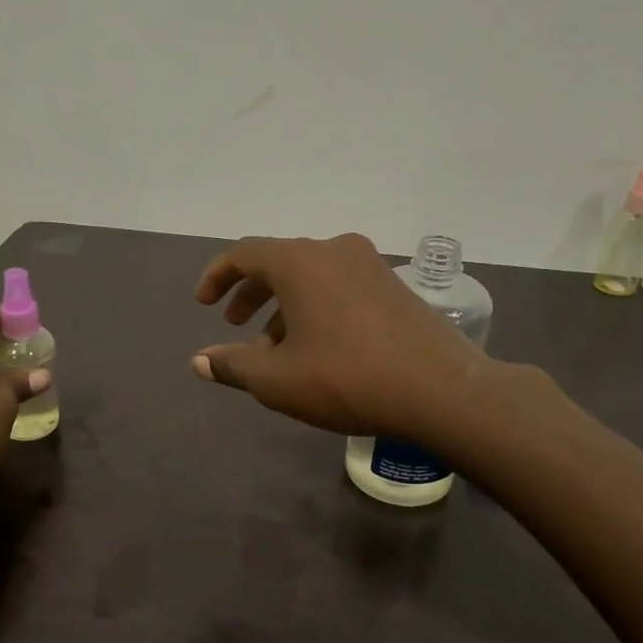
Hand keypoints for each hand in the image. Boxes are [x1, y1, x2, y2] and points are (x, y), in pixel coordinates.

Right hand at [192, 233, 506, 441]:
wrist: (442, 391)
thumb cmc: (347, 380)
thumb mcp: (278, 380)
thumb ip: (233, 365)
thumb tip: (199, 361)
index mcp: (300, 262)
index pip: (244, 253)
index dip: (216, 276)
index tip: (203, 304)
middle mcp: (334, 250)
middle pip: (279, 262)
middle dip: (251, 293)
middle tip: (235, 323)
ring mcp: (370, 265)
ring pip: (311, 277)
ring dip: (284, 306)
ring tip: (275, 349)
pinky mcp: (394, 285)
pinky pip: (339, 286)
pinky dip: (316, 307)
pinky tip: (318, 347)